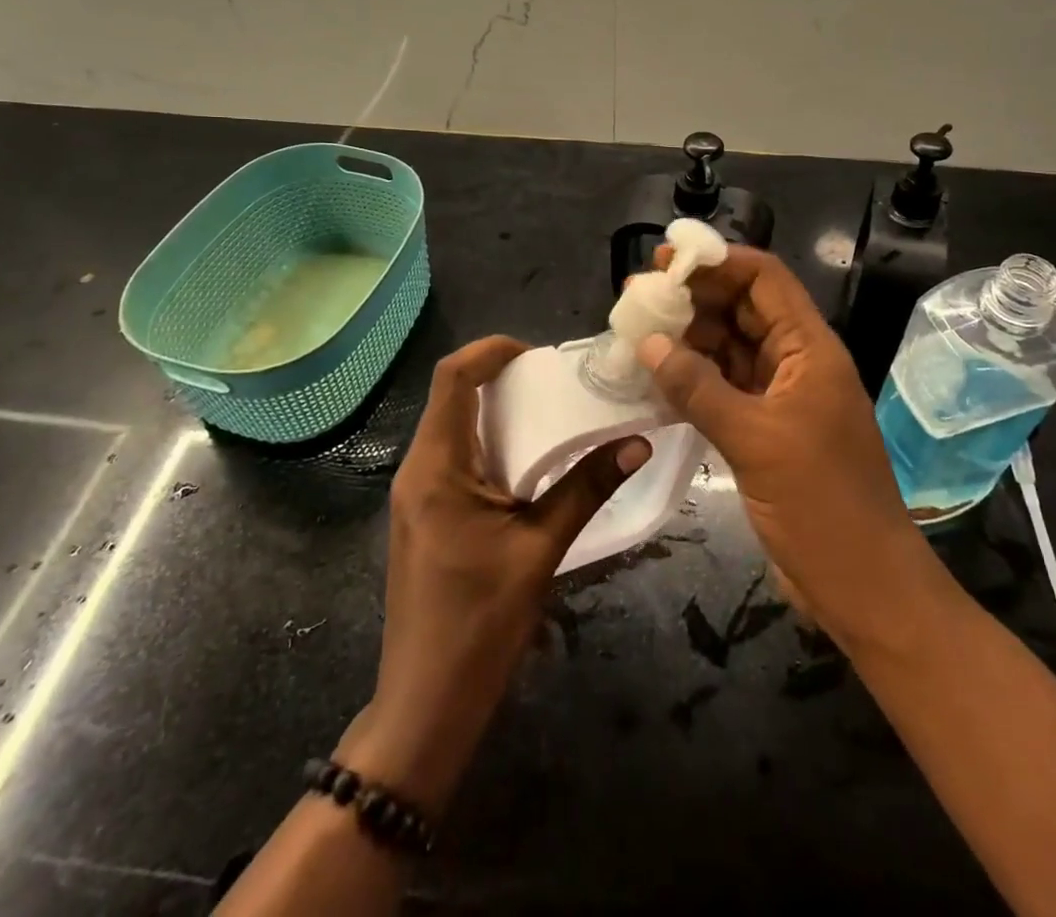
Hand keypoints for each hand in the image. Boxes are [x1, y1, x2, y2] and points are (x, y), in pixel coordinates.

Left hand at [341, 335, 651, 817]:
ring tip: (552, 411)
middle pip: (453, 397)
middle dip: (502, 378)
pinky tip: (530, 461)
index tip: (538, 352)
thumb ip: (586, 489)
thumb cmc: (479, 625)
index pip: (452, 378)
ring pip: (454, 427)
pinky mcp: (427, 516)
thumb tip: (636, 442)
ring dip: (499, 412)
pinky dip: (492, 444)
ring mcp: (418, 494)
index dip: (491, 351)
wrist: (425, 706)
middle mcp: (418, 469)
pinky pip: (456, 458)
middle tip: (557, 380)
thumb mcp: (540, 550)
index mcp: (436, 467)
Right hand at [638, 246, 927, 645]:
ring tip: (635, 336)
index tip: (666, 260)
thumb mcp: (756, 441)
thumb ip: (699, 388)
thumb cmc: (823, 506)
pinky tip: (654, 380)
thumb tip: (648, 342)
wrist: (864, 587)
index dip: (718, 262)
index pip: (764, 280)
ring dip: (687, 340)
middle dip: (693, 298)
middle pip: (742, 309)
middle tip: (637, 297)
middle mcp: (796, 362)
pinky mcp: (765, 429)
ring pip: (729, 349)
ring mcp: (780, 397)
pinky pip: (723, 388)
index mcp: (809, 349)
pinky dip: (691, 380)